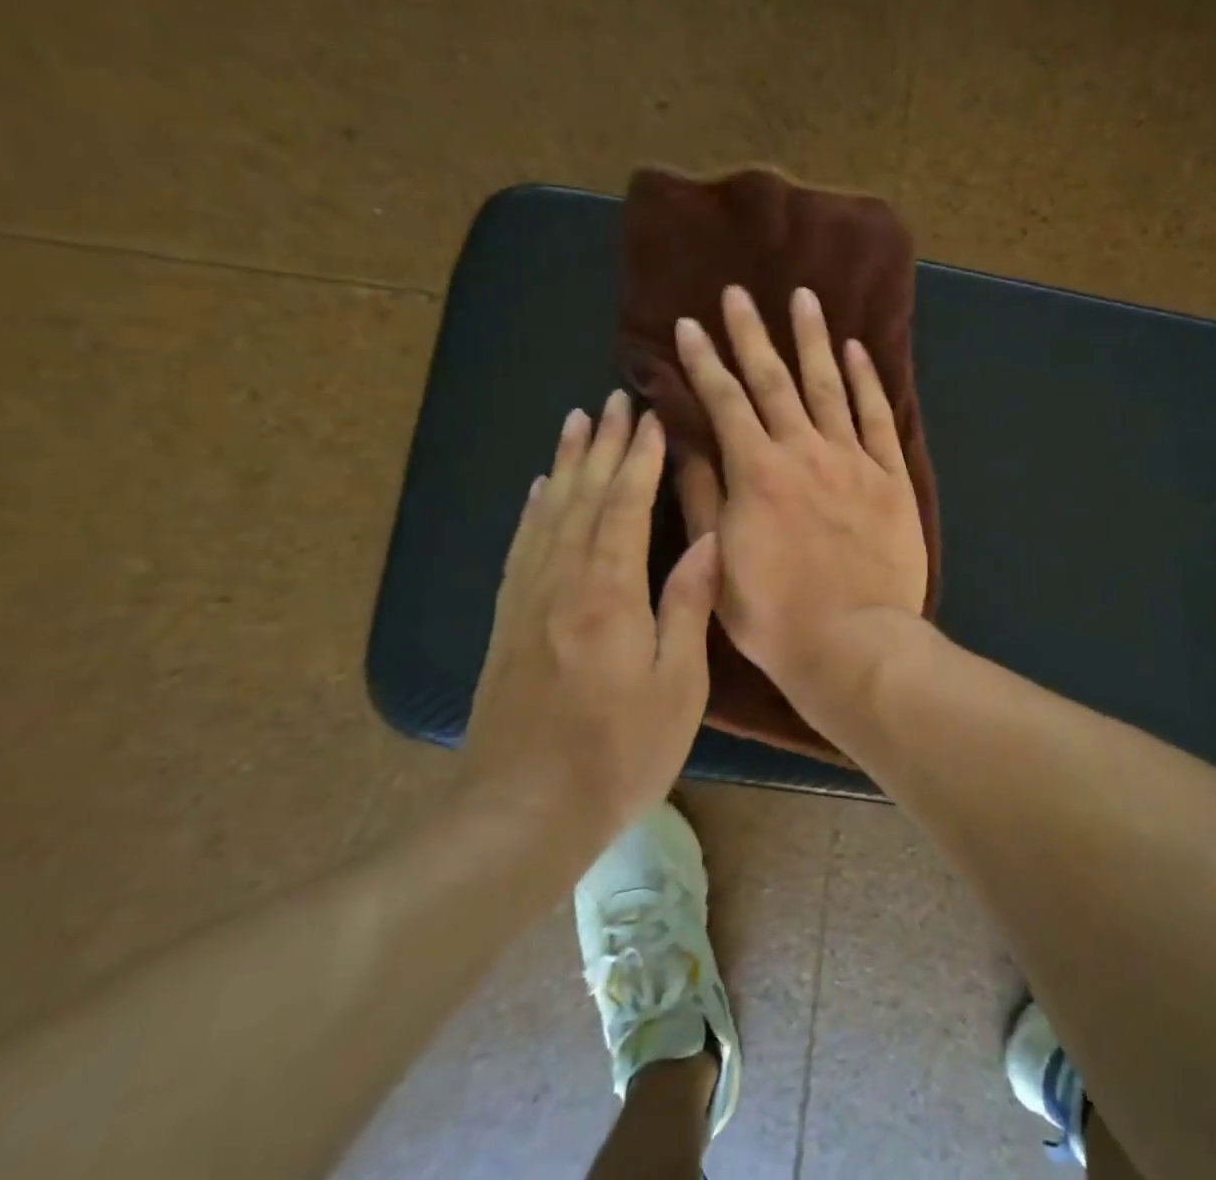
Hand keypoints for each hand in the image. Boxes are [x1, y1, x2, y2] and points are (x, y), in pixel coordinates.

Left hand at [461, 391, 719, 841]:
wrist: (521, 814)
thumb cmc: (618, 754)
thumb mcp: (676, 686)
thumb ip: (687, 606)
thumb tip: (708, 542)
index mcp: (608, 593)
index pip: (626, 506)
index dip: (640, 459)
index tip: (652, 418)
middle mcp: (562, 581)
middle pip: (583, 496)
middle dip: (603, 445)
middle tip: (614, 400)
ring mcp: (527, 599)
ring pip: (548, 511)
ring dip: (565, 463)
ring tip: (576, 422)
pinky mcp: (507, 620)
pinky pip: (521, 546)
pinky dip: (533, 508)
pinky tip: (538, 489)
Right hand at [673, 285, 927, 716]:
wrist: (852, 643)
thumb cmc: (774, 614)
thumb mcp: (718, 560)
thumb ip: (703, 495)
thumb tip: (685, 442)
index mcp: (756, 472)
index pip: (724, 401)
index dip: (704, 361)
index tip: (689, 325)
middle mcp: (803, 451)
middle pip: (774, 380)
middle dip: (752, 334)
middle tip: (738, 293)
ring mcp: (852, 460)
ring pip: (829, 386)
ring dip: (813, 339)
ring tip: (804, 299)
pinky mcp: (890, 476)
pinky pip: (877, 417)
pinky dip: (867, 380)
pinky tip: (857, 350)